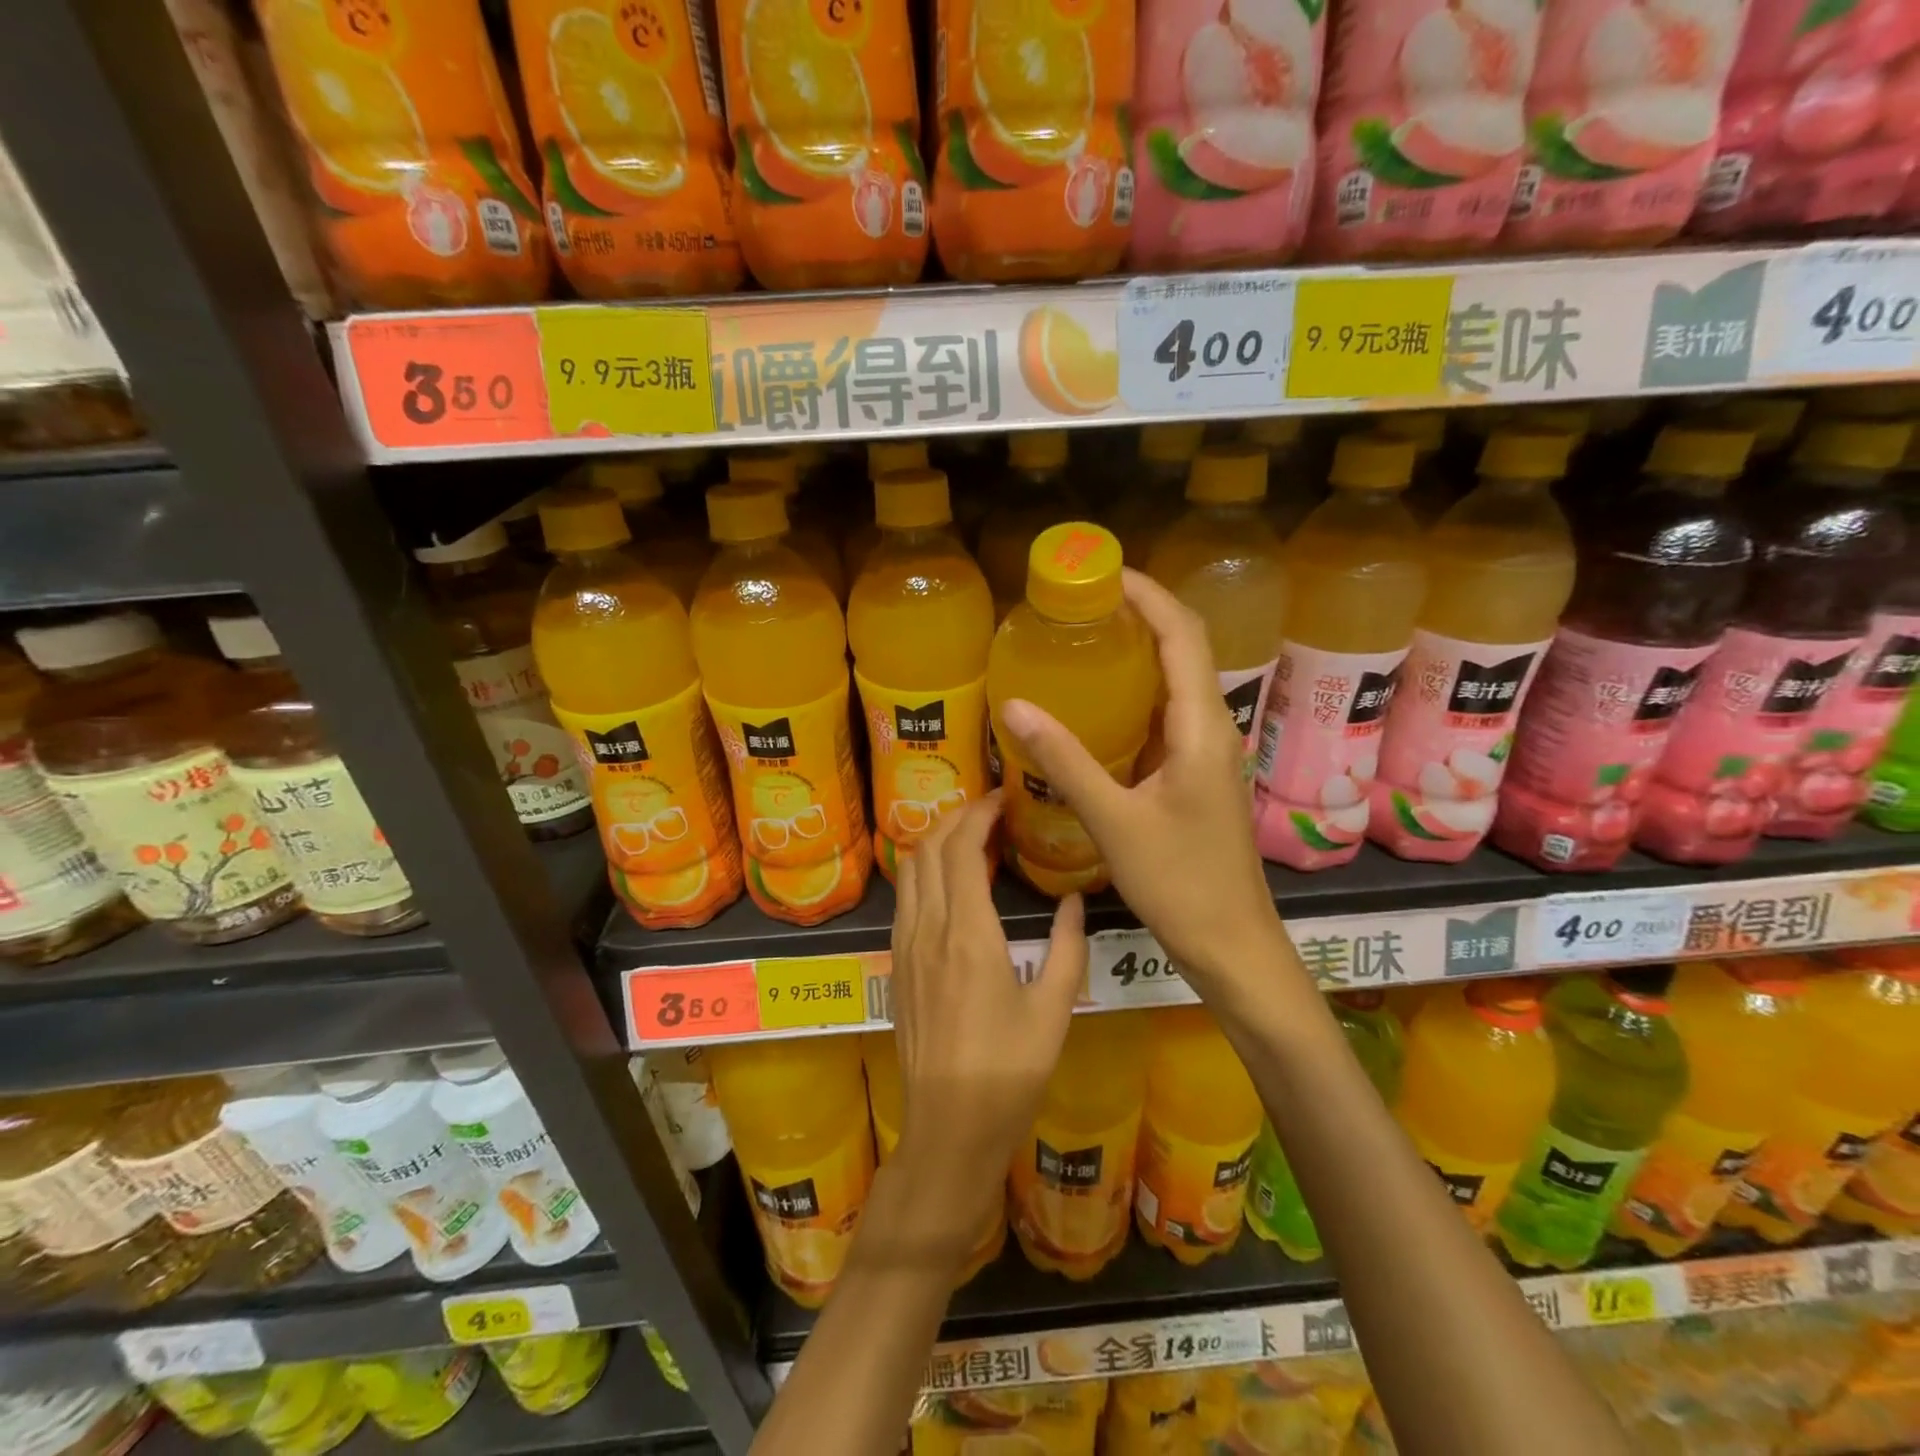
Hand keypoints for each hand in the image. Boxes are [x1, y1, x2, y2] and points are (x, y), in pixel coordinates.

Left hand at [888, 792, 1086, 1255]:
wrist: (949, 1127)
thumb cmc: (1010, 1071)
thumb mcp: (1055, 1009)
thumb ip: (1069, 947)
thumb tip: (1074, 899)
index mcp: (969, 934)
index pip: (962, 849)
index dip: (979, 814)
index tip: (1002, 798)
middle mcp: (929, 929)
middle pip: (930, 848)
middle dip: (956, 816)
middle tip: (989, 809)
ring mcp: (906, 946)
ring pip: (909, 870)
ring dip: (935, 841)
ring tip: (969, 837)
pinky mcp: (897, 965)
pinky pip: (905, 898)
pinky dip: (923, 871)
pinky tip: (948, 882)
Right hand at [996, 570, 1284, 997]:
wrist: (1232, 942)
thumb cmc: (1179, 883)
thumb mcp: (1114, 820)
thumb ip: (1065, 761)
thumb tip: (1014, 705)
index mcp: (1201, 727)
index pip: (1183, 634)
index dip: (1148, 593)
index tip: (1102, 571)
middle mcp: (1213, 727)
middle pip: (1185, 647)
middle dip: (1140, 613)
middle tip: (1082, 601)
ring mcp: (1208, 751)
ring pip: (1177, 681)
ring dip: (1140, 651)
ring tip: (1085, 638)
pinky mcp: (1198, 773)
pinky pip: (1168, 715)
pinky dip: (1137, 694)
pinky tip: (1099, 704)